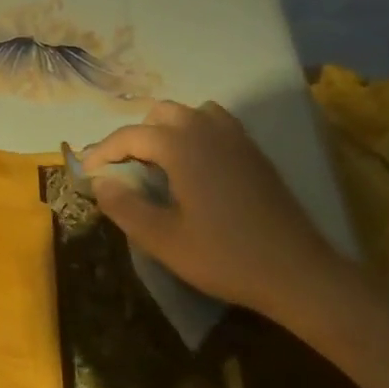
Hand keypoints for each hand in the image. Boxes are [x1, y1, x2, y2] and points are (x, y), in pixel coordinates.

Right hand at [82, 101, 348, 317]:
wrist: (299, 273)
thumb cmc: (225, 256)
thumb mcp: (163, 240)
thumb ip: (124, 207)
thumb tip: (100, 182)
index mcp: (182, 147)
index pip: (130, 135)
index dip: (103, 152)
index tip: (88, 174)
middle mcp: (208, 131)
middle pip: (160, 114)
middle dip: (135, 136)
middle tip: (124, 169)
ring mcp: (237, 139)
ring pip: (191, 114)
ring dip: (167, 130)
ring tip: (158, 163)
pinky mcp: (255, 154)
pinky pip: (216, 125)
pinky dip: (195, 134)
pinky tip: (194, 168)